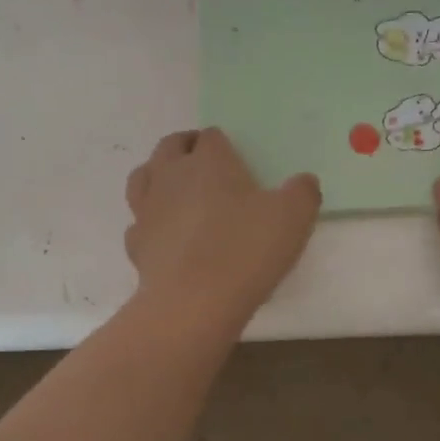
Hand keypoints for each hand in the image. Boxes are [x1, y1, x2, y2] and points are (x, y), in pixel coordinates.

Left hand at [124, 128, 320, 334]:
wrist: (193, 303)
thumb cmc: (245, 251)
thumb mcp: (294, 218)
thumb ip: (302, 193)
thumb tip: (304, 181)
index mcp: (209, 161)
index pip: (211, 137)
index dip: (223, 144)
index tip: (236, 159)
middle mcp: (171, 176)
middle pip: (169, 147)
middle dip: (185, 149)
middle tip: (203, 164)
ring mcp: (147, 209)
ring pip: (143, 178)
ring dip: (157, 177)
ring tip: (175, 191)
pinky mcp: (136, 244)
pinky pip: (139, 223)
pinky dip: (150, 224)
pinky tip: (165, 237)